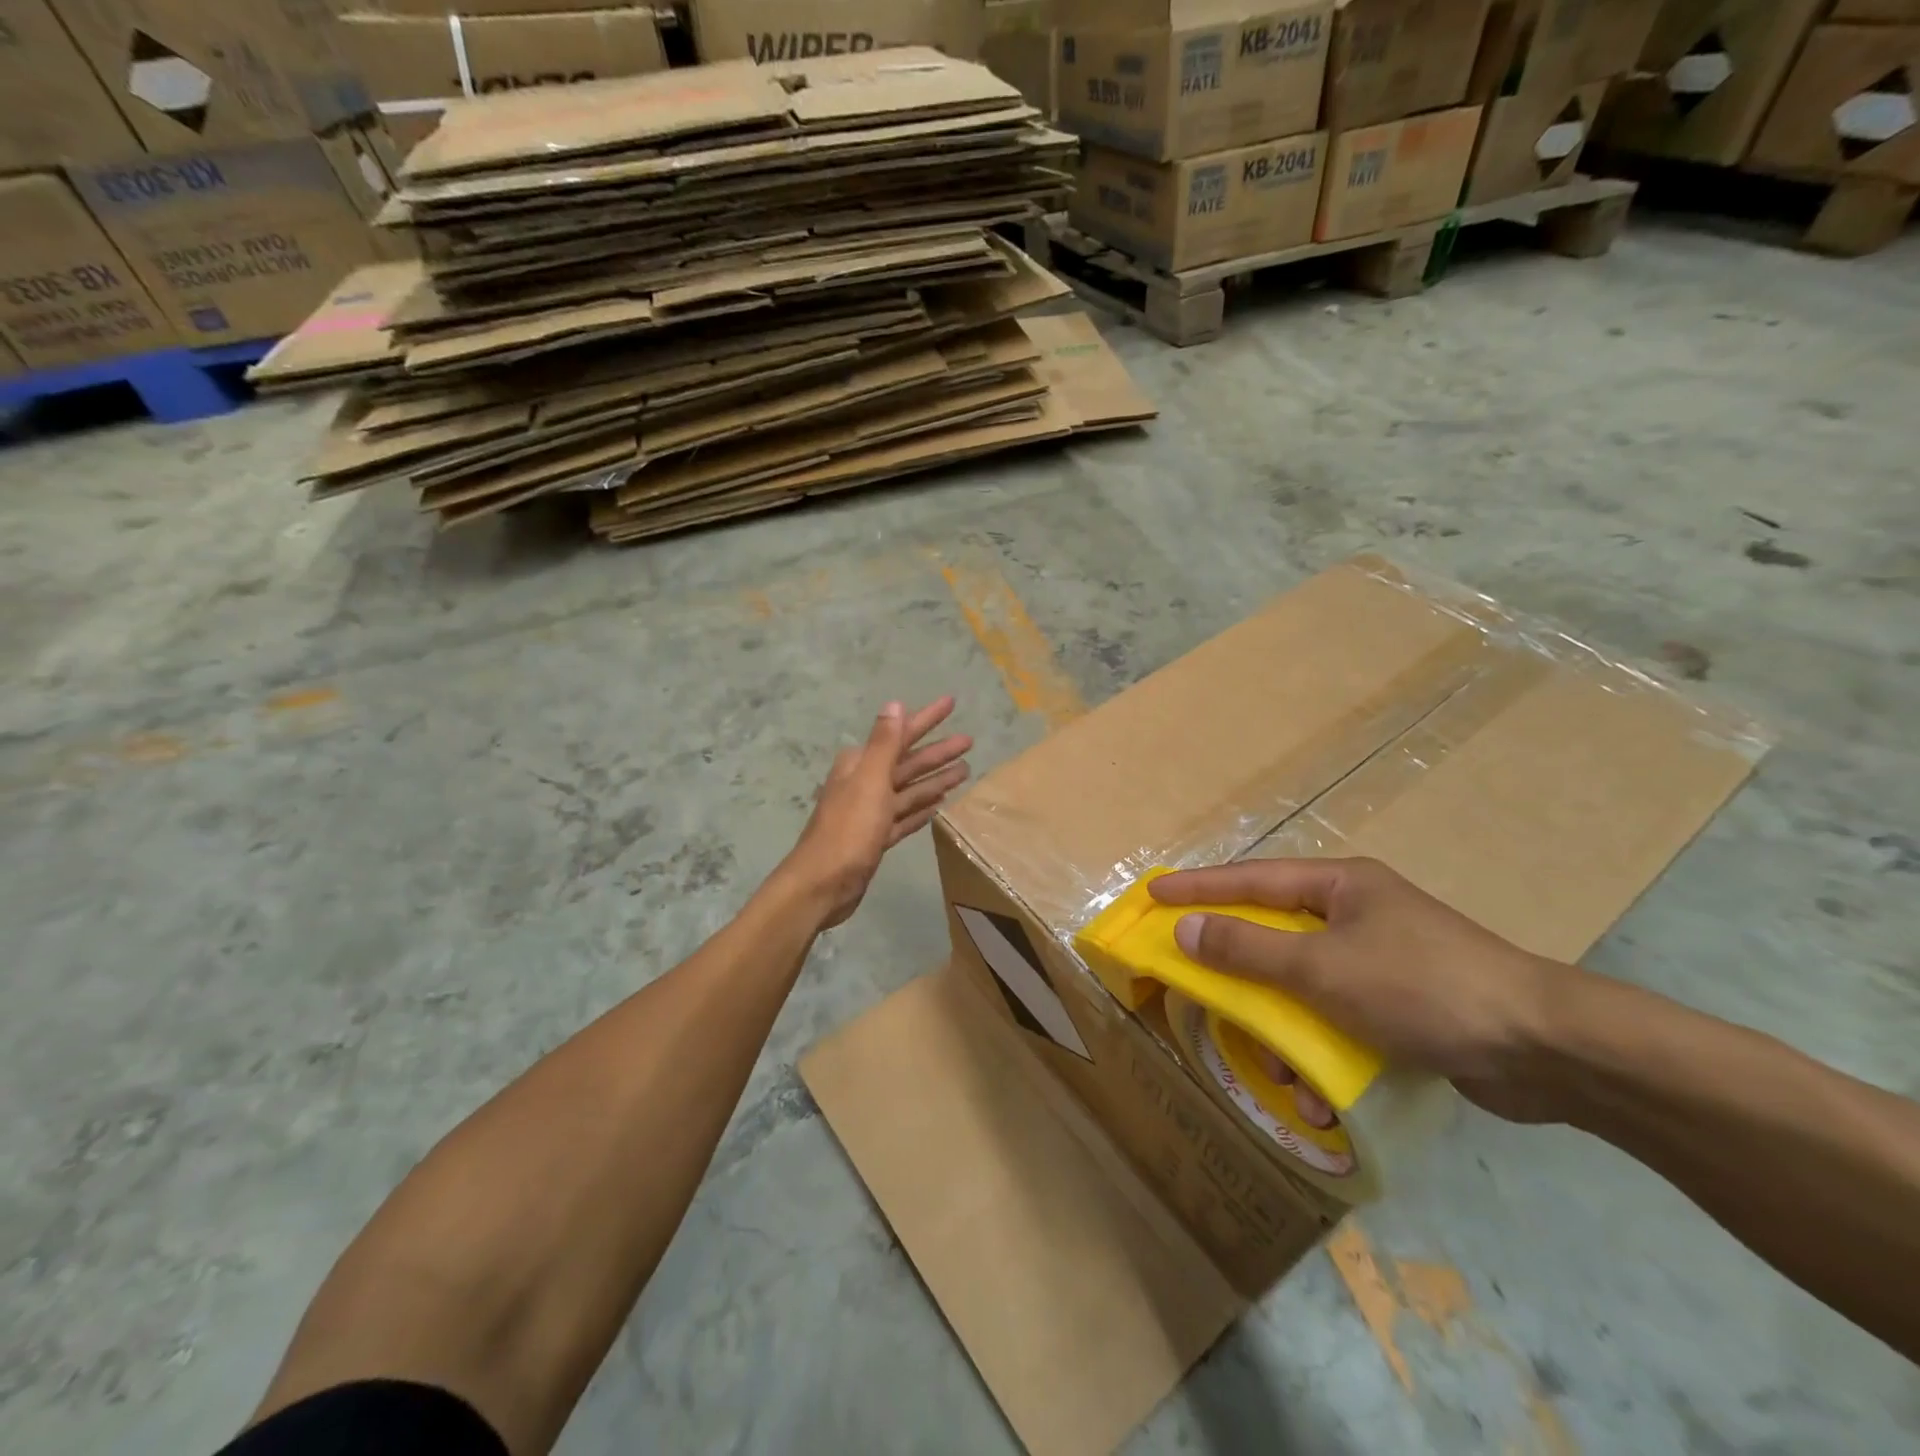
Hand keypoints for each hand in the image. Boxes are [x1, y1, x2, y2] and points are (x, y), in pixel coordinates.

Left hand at [780, 697, 970, 928]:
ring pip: (909, 790)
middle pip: (908, 761)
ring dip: (935, 779)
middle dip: (937, 751)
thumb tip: (894, 703)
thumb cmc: (848, 830)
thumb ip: (884, 743)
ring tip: (965, 771)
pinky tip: (939, 805)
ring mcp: (870, 813)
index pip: (900, 734)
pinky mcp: (875, 838)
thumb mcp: (870, 781)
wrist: (823, 885)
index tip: (951, 703)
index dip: (926, 718)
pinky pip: (904, 817)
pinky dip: (921, 809)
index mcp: (861, 766)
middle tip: (969, 740)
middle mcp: (864, 784)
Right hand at [1149, 857, 1567, 1122]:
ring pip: (1304, 985)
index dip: (1198, 887)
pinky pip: (1337, 1019)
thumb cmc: (1421, 987)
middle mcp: (1356, 914)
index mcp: (1340, 886)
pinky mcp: (1401, 1006)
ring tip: (1281, 1074)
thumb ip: (1248, 949)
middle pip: (1275, 934)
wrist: (1547, 1049)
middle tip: (1200, 986)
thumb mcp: (1322, 967)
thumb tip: (1186, 930)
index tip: (1153, 894)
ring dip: (1285, 1032)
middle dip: (1241, 973)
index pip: (1252, 879)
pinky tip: (1322, 1097)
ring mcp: (1381, 960)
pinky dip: (1322, 1051)